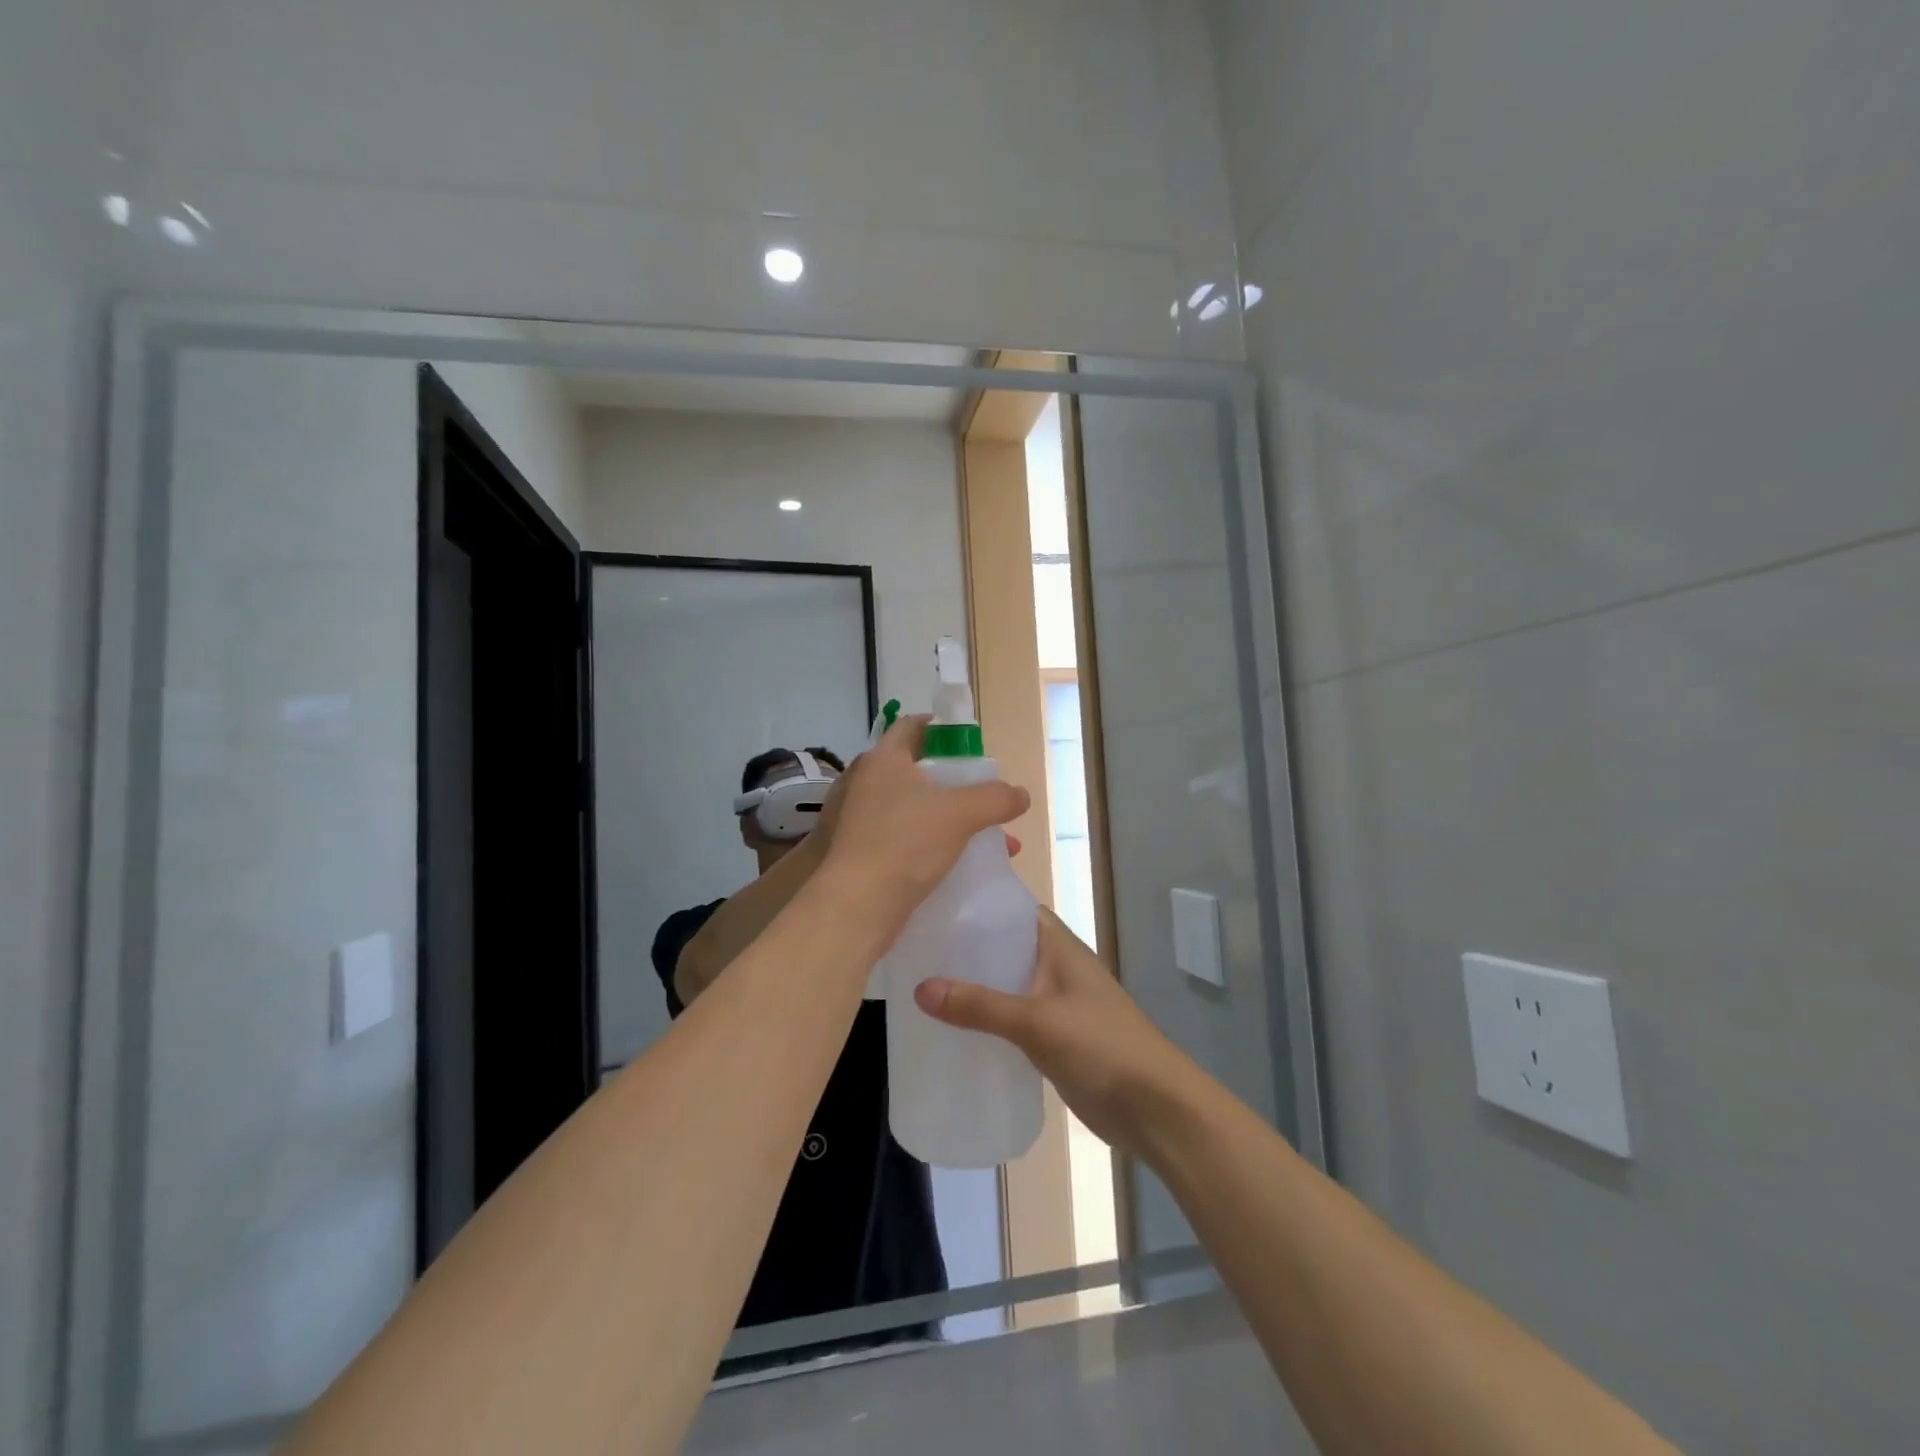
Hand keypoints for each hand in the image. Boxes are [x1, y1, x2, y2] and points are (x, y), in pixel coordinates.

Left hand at [816, 715, 1028, 939]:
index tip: (969, 745)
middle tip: (982, 796)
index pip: (912, 726)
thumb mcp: (961, 814)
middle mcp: (865, 782)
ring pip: (913, 809)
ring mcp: (857, 818)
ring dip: (948, 819)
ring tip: (986, 841)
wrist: (856, 905)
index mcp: (883, 759)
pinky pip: (902, 837)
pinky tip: (957, 865)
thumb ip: (996, 798)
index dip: (942, 730)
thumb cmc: (906, 843)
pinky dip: (929, 843)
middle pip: (916, 770)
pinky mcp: (857, 851)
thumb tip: (1021, 795)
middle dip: (955, 785)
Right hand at [912, 910, 1196, 1155]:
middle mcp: (1055, 965)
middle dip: (965, 946)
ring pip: (1005, 983)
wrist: (1154, 1108)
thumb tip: (919, 989)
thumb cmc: (1101, 1046)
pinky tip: (950, 1026)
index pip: (1012, 909)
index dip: (976, 903)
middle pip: (1004, 946)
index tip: (932, 903)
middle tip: (914, 945)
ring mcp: (1055, 1002)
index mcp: (1058, 945)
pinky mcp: (1052, 1037)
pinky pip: (1010, 1017)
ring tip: (919, 981)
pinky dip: (985, 1017)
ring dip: (973, 984)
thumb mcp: (1036, 1022)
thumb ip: (980, 1006)